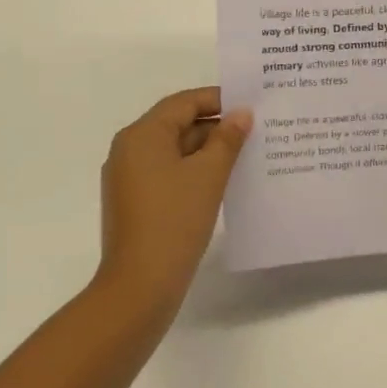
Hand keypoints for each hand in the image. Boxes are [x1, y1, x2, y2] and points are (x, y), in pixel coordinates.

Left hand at [98, 87, 251, 314]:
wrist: (139, 287)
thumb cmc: (174, 221)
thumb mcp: (209, 174)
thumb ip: (227, 139)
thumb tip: (241, 113)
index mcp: (142, 135)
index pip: (184, 103)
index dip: (218, 100)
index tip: (252, 105)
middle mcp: (129, 150)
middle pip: (178, 125)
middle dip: (217, 127)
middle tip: (257, 132)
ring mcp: (129, 179)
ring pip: (175, 152)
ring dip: (208, 152)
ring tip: (247, 156)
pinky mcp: (135, 204)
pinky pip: (169, 175)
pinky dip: (195, 173)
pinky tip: (224, 183)